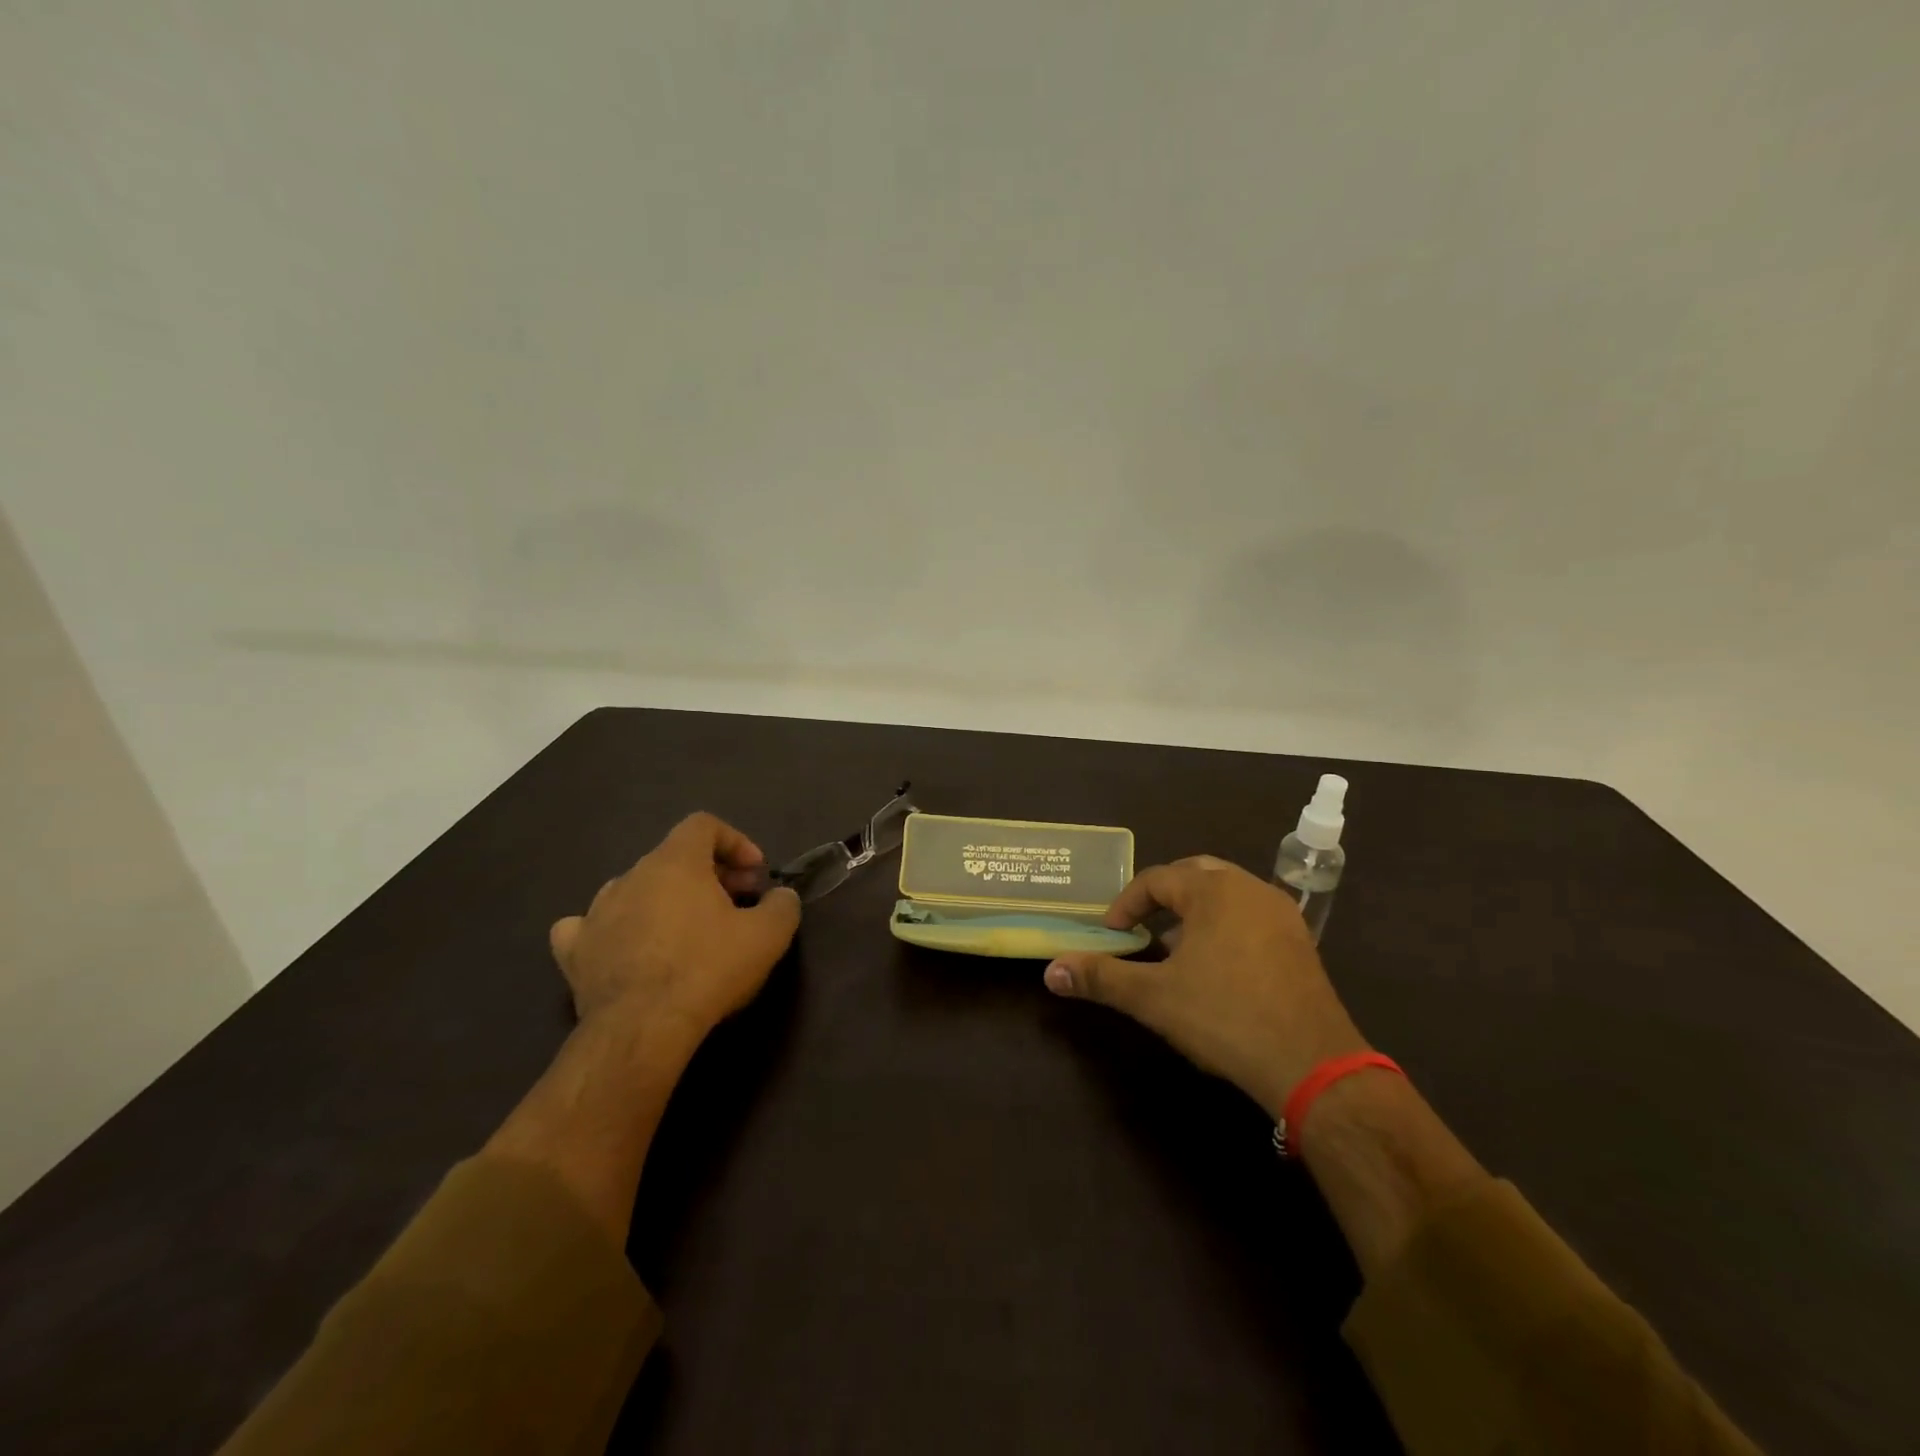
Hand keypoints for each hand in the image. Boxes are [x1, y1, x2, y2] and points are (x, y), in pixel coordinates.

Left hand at [549, 812, 801, 1047]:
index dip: (734, 842)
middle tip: (736, 905)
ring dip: (664, 900)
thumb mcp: (768, 936)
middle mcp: (631, 876)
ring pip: (635, 889)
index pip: (703, 825)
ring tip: (686, 931)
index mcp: (676, 862)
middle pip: (673, 858)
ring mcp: (597, 912)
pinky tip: (623, 945)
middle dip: (709, 875)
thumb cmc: (708, 969)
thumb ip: (783, 905)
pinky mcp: (574, 952)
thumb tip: (781, 897)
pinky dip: (611, 929)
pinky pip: (588, 926)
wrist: (642, 1028)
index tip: (755, 873)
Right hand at [1043, 856, 1367, 1116]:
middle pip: (1195, 875)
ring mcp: (1281, 914)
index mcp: (1214, 890)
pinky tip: (1215, 966)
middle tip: (1139, 927)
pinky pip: (1251, 915)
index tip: (1110, 933)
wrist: (1313, 1065)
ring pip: (1226, 894)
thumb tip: (1051, 971)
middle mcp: (1250, 888)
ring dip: (1194, 911)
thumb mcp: (1154, 998)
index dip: (1126, 904)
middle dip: (1162, 897)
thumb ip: (1101, 978)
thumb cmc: (1225, 1018)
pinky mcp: (1300, 942)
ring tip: (1173, 947)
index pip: (1157, 879)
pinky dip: (1224, 926)